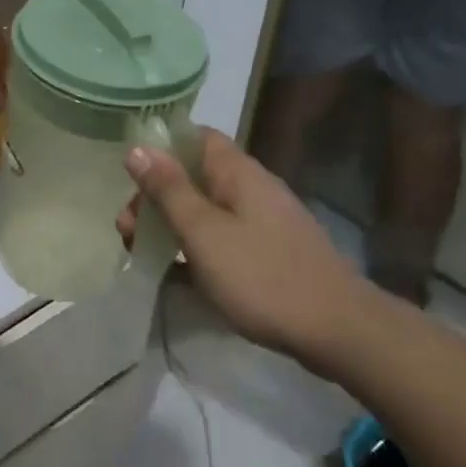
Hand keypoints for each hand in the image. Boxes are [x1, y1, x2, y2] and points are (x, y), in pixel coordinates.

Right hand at [118, 128, 378, 379]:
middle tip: (127, 229)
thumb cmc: (261, 276)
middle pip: (195, 175)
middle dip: (157, 195)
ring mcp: (264, 221)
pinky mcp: (269, 251)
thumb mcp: (204, 232)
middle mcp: (253, 187)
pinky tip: (177, 272)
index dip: (161, 147)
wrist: (338, 330)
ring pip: (207, 208)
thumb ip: (169, 191)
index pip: (196, 136)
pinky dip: (195, 245)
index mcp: (238, 173)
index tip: (129, 174)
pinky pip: (222, 235)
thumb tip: (136, 148)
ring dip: (172, 222)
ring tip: (141, 250)